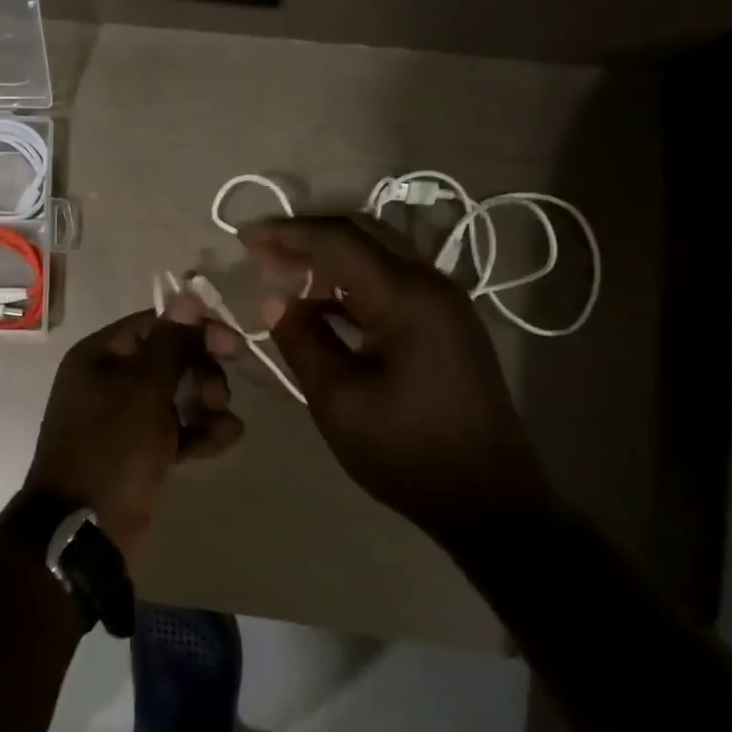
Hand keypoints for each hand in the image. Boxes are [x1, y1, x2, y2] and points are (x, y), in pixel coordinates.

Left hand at [24, 298, 244, 562]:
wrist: (84, 528)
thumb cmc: (110, 448)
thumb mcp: (142, 389)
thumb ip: (171, 344)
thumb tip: (188, 296)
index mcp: (100, 356)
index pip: (155, 324)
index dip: (195, 330)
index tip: (233, 347)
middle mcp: (110, 380)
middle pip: (171, 359)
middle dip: (202, 373)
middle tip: (216, 397)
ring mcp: (126, 419)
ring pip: (179, 395)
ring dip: (207, 404)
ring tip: (220, 426)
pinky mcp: (142, 452)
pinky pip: (178, 430)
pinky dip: (200, 433)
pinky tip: (223, 442)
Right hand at [242, 215, 547, 536]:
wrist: (487, 498)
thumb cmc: (405, 450)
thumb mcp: (336, 399)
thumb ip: (301, 340)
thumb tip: (275, 300)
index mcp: (406, 298)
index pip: (338, 240)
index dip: (287, 233)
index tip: (244, 238)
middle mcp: (431, 285)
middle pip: (363, 233)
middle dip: (308, 236)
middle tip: (262, 252)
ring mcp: (445, 303)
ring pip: (380, 254)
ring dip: (330, 257)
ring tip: (283, 275)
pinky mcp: (447, 324)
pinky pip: (393, 282)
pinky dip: (353, 282)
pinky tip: (323, 305)